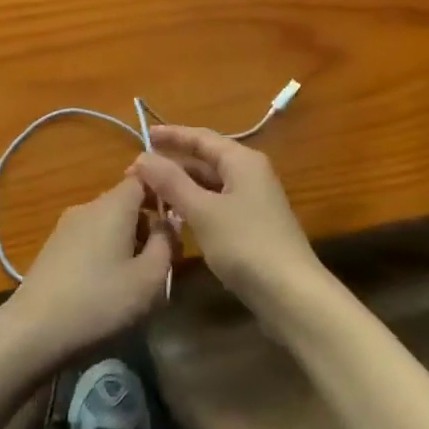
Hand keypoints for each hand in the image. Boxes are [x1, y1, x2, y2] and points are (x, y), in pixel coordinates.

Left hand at [0, 177, 172, 364]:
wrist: (32, 332)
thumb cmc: (100, 301)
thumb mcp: (149, 278)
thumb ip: (167, 244)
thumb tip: (169, 222)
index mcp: (114, 204)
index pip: (144, 178)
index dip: (164, 192)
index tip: (178, 219)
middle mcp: (88, 206)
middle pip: (126, 202)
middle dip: (148, 225)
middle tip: (162, 259)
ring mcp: (66, 227)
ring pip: (108, 223)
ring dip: (127, 243)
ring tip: (136, 280)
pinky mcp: (53, 249)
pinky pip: (90, 240)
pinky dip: (105, 254)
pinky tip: (106, 288)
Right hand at [135, 127, 322, 306]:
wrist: (291, 294)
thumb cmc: (246, 244)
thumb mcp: (203, 211)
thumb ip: (172, 182)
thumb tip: (142, 157)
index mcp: (242, 160)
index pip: (201, 138)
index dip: (172, 135)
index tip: (144, 134)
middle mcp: (250, 174)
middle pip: (206, 160)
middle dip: (173, 164)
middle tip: (137, 173)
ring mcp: (253, 201)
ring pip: (210, 185)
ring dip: (182, 187)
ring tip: (150, 194)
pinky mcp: (252, 226)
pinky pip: (216, 205)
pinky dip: (194, 206)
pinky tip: (175, 218)